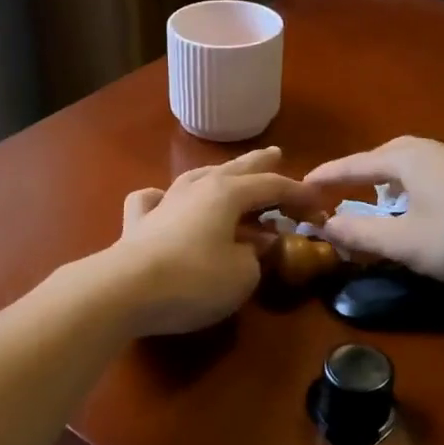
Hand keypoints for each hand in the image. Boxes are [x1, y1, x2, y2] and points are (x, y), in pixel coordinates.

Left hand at [101, 148, 320, 335]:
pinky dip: (162, 197)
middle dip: (259, 164)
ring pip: (195, 178)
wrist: (124, 291)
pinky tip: (164, 198)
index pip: (272, 187)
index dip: (298, 193)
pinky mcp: (136, 225)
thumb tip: (256, 244)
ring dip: (217, 174)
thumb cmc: (195, 280)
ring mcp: (163, 204)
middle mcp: (195, 189)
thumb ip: (256, 255)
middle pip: (234, 170)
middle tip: (276, 153)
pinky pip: (151, 200)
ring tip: (228, 172)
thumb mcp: (242, 274)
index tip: (319, 202)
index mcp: (227, 194)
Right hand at [307, 137, 443, 291]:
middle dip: (358, 174)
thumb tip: (324, 226)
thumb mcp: (406, 243)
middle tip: (335, 193)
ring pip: (413, 165)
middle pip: (384, 157)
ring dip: (388, 180)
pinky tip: (423, 207)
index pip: (354, 164)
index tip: (301, 186)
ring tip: (376, 199)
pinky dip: (415, 187)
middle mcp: (435, 149)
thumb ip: (361, 234)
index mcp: (408, 158)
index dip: (325, 177)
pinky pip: (435, 175)